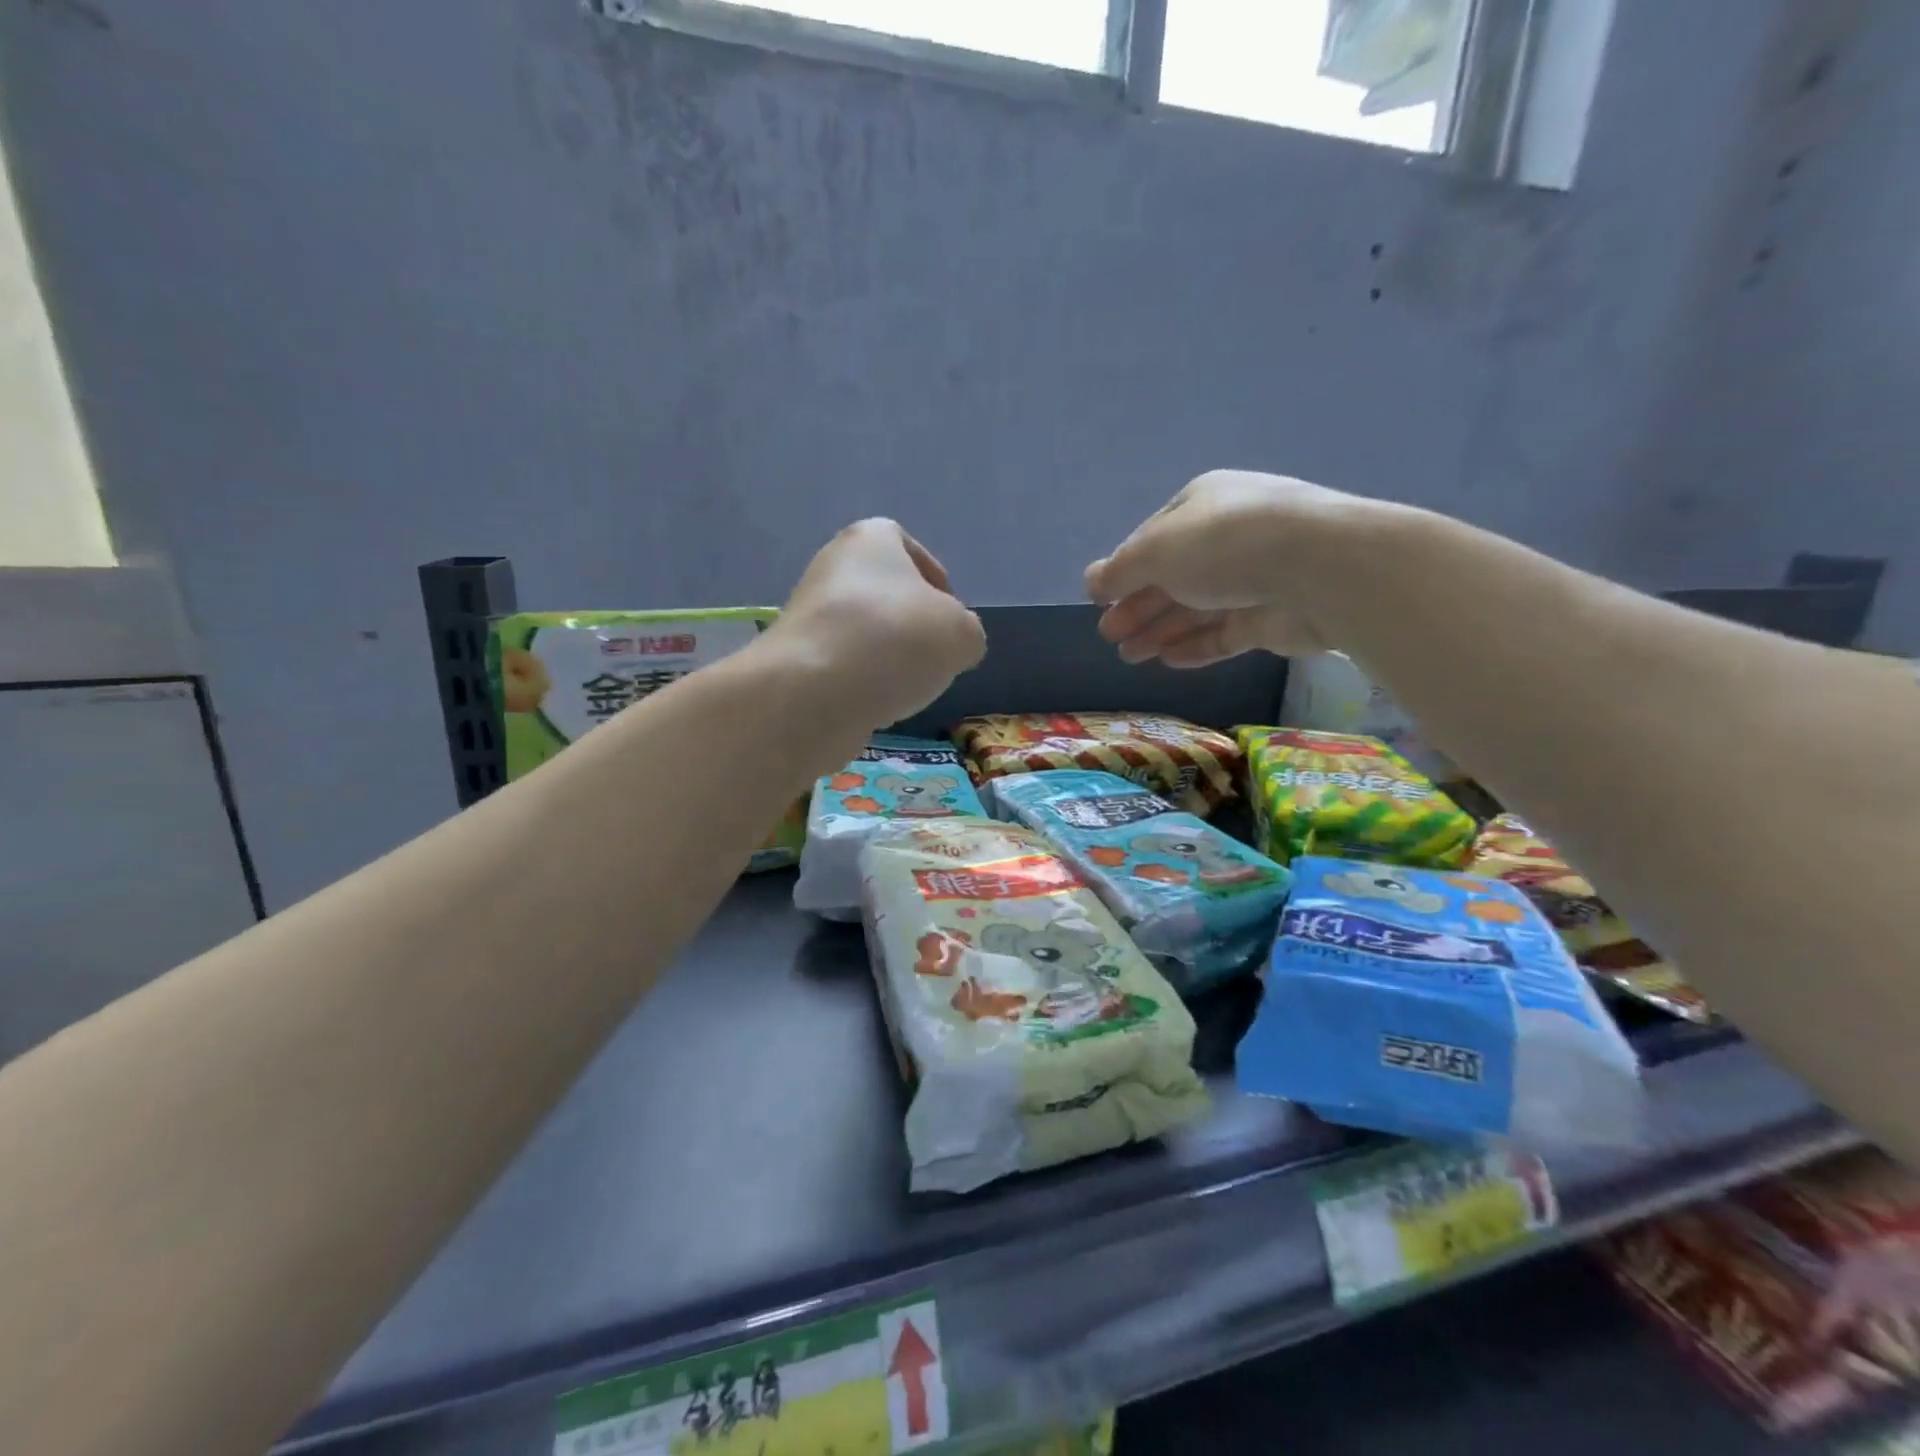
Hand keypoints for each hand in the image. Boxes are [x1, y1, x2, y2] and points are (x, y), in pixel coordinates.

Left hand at [768, 518, 985, 728]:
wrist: (815, 691)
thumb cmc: (895, 640)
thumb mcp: (961, 635)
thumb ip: (966, 634)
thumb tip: (953, 645)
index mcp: (871, 538)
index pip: (910, 550)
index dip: (937, 585)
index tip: (950, 621)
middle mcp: (832, 566)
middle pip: (886, 595)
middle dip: (911, 626)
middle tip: (933, 657)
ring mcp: (807, 613)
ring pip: (863, 633)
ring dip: (886, 657)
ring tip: (905, 687)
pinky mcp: (795, 658)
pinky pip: (842, 667)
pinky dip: (861, 684)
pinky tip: (873, 704)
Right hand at [1086, 470, 1395, 667]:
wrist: (1320, 568)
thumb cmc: (1226, 545)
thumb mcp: (1158, 550)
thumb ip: (1120, 570)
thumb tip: (1091, 581)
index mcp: (1202, 505)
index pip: (1152, 540)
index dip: (1123, 571)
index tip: (1099, 602)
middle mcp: (1228, 537)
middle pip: (1173, 576)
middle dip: (1138, 607)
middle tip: (1109, 635)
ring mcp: (1255, 578)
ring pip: (1197, 608)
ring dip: (1160, 630)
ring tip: (1130, 656)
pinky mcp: (1274, 616)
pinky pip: (1226, 633)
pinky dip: (1196, 646)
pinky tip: (1167, 661)